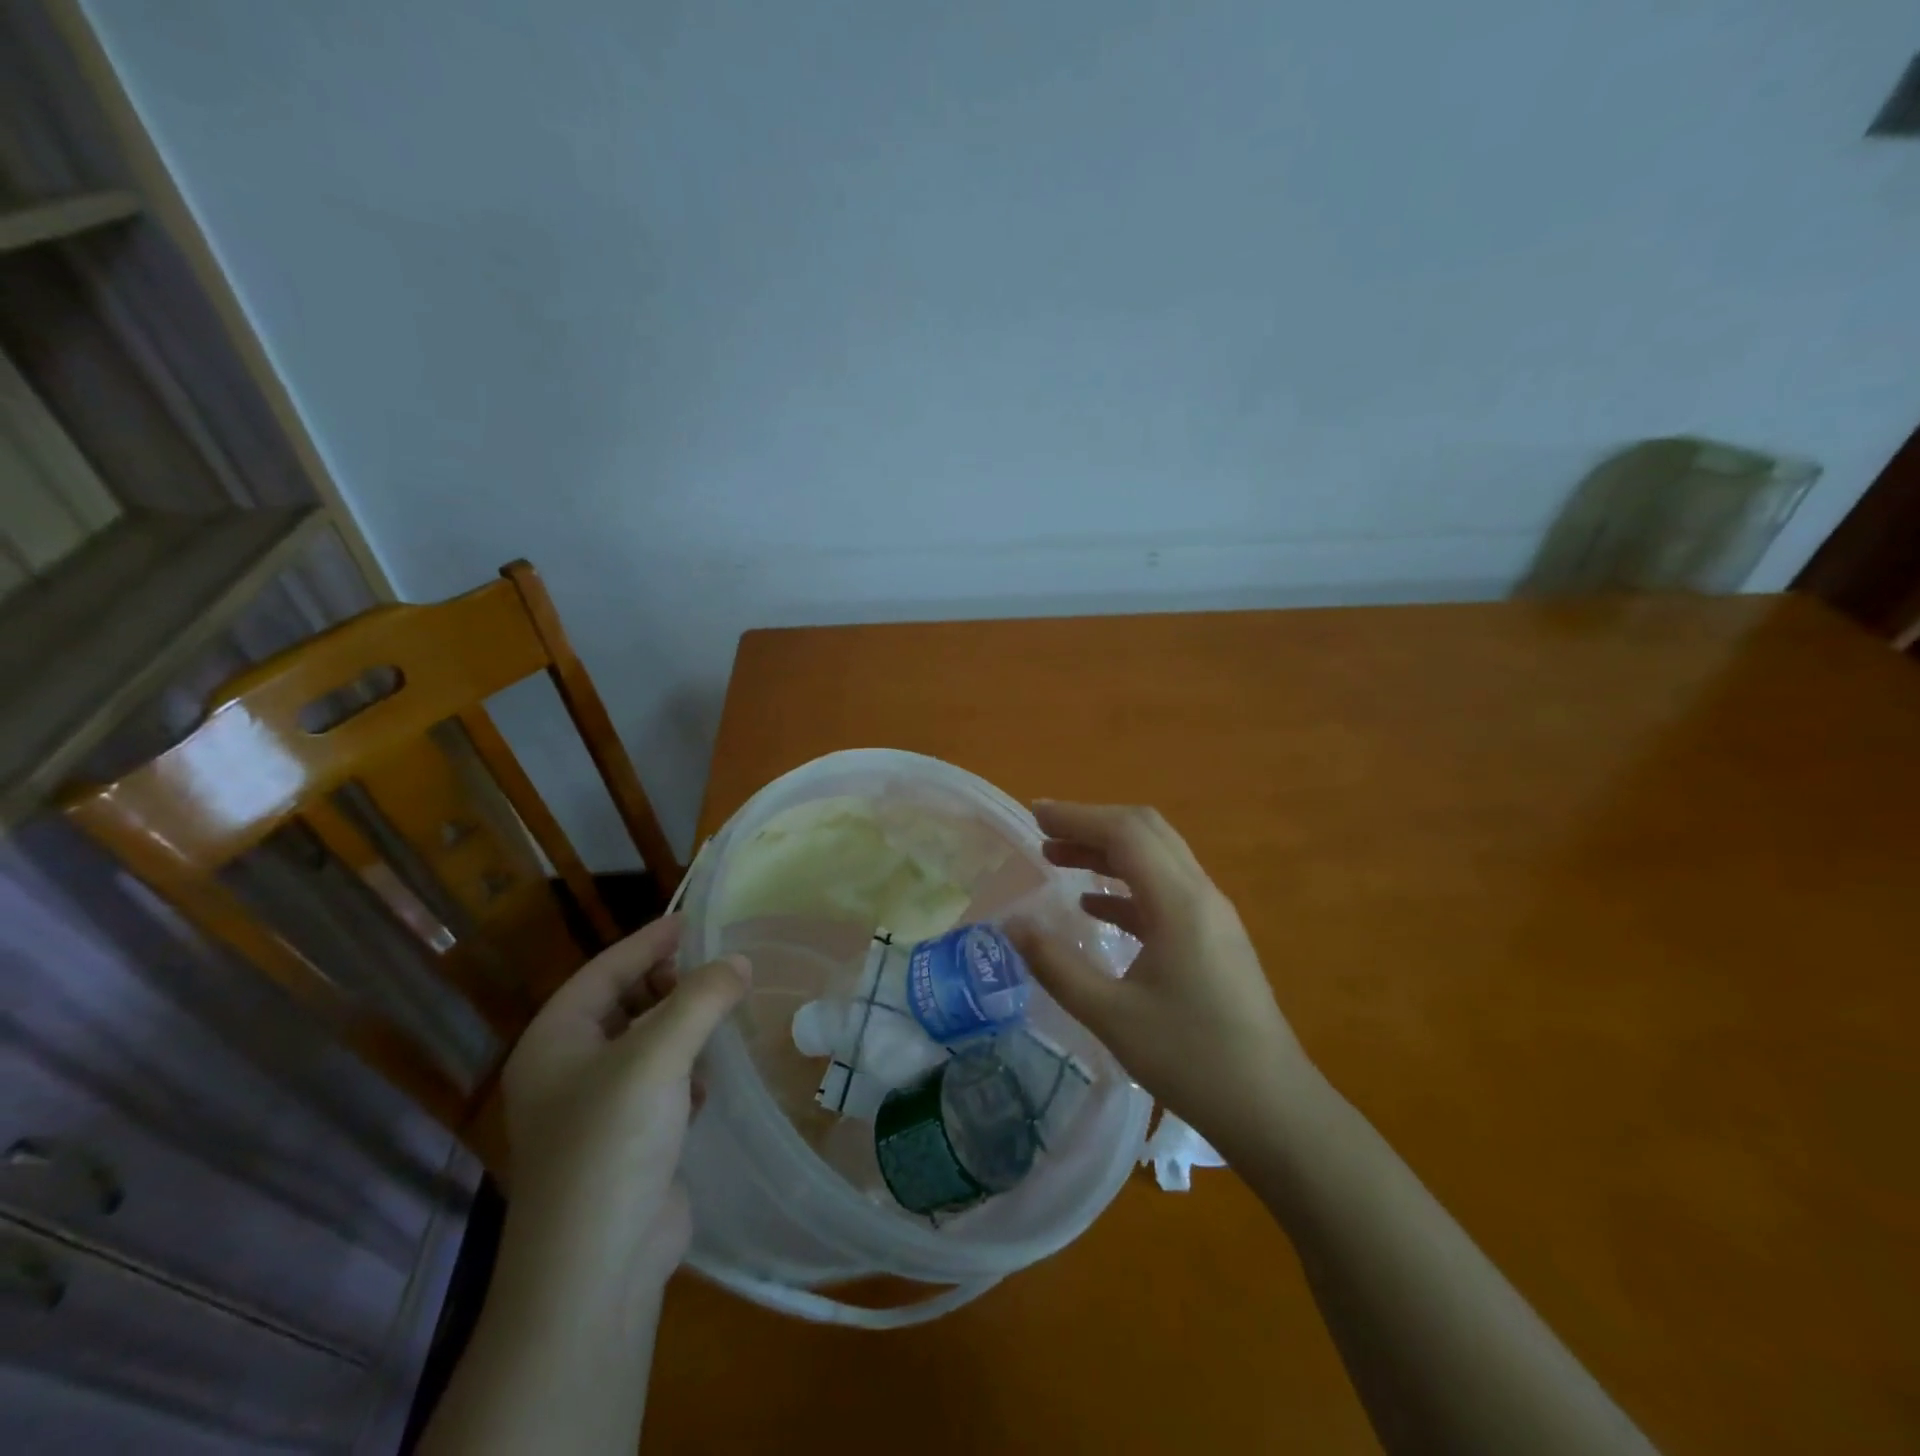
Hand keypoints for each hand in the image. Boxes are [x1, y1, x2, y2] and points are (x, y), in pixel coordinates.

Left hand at [499, 913, 749, 1288]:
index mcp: (555, 1041)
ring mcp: (596, 1110)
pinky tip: (712, 1074)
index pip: (604, 970)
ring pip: (645, 1044)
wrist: (595, 1269)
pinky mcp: (627, 1141)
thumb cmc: (611, 1144)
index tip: (695, 920)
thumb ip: (701, 999)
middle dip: (670, 984)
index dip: (649, 942)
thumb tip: (739, 961)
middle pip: (624, 1003)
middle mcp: (567, 1070)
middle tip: (719, 968)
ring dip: (683, 1026)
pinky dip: (687, 1069)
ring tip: (725, 1010)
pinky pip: (660, 1083)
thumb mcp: (657, 1057)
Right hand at [1008, 802, 1307, 1155]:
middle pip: (1145, 832)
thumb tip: (1013, 925)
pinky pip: (1166, 890)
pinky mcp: (1215, 938)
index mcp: (1179, 902)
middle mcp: (1200, 894)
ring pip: (1157, 858)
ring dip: (1108, 852)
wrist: (1274, 1110)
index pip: (1125, 833)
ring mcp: (1212, 915)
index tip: (1033, 815)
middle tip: (1044, 834)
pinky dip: (1126, 885)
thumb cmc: (1191, 1060)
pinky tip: (1094, 907)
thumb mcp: (1111, 1016)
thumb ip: (1056, 965)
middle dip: (1091, 825)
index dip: (1077, 816)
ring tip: (1058, 860)